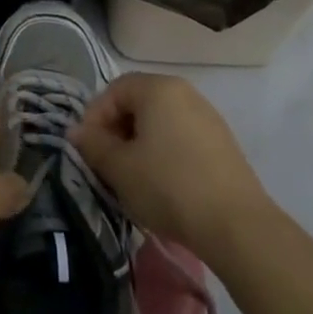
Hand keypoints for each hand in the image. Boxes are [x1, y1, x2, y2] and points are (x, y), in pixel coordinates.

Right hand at [72, 73, 271, 265]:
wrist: (236, 226)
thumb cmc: (168, 186)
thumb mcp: (120, 168)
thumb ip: (93, 145)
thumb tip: (76, 132)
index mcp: (158, 88)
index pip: (114, 90)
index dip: (95, 118)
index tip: (89, 150)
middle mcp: (184, 92)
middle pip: (138, 103)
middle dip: (117, 131)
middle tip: (108, 164)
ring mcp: (207, 116)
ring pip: (160, 121)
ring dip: (140, 143)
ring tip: (133, 177)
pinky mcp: (222, 143)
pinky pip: (181, 137)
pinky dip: (164, 152)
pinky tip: (163, 184)